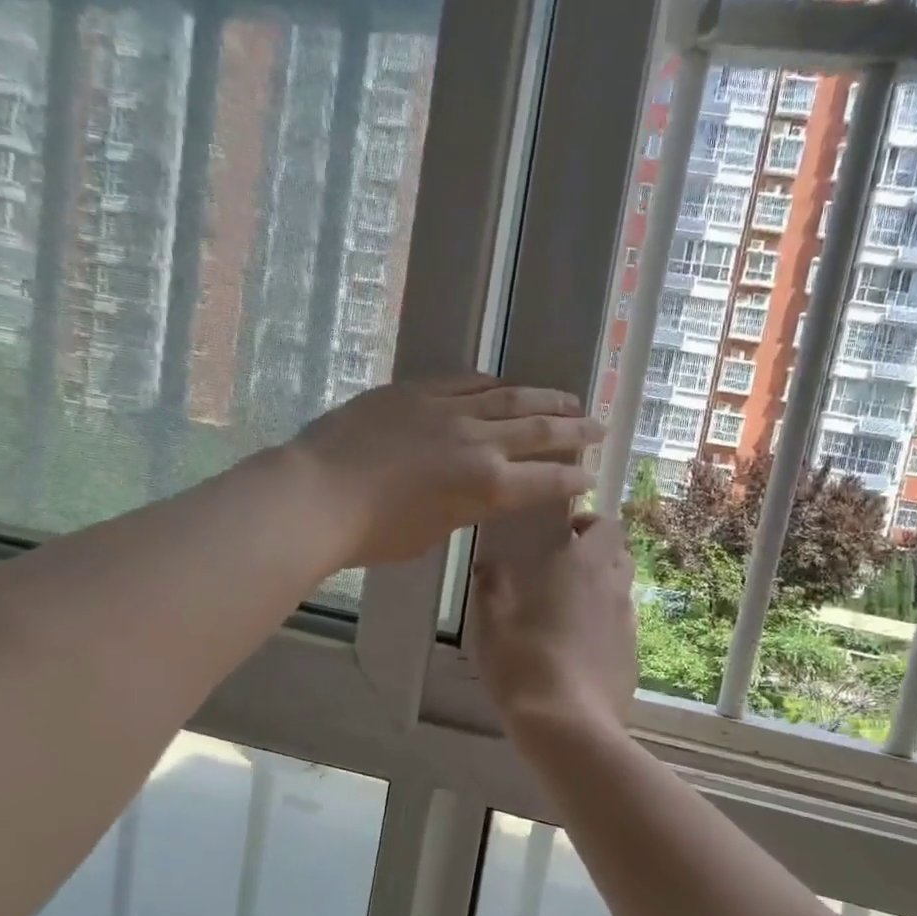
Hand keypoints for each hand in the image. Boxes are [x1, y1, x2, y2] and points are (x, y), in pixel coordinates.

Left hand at [288, 376, 603, 566]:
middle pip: (540, 430)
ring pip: (510, 397)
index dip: (572, 479)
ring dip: (545, 398)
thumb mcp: (432, 533)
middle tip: (599, 426)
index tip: (589, 476)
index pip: (546, 480)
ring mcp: (448, 410)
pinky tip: (505, 385)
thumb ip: (463, 509)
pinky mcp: (417, 391)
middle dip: (576, 429)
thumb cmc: (374, 534)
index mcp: (487, 487)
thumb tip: (473, 494)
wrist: (317, 494)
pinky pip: (466, 381)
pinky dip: (493, 385)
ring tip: (569, 398)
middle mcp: (479, 443)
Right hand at [471, 514, 637, 733]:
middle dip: (598, 555)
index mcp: (583, 568)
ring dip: (601, 592)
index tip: (563, 535)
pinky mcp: (633, 659)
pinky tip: (579, 651)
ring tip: (568, 614)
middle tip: (564, 571)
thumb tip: (489, 565)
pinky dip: (605, 628)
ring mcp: (628, 626)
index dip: (590, 524)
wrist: (568, 726)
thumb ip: (492, 586)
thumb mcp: (491, 624)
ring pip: (622, 593)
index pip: (608, 525)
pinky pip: (621, 629)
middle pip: (620, 556)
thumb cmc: (524, 664)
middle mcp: (614, 589)